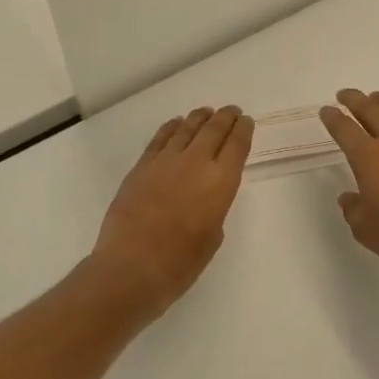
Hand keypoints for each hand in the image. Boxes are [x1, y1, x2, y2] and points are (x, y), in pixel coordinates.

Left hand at [91, 106, 254, 313]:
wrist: (132, 267)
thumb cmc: (181, 262)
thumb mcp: (212, 235)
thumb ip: (214, 207)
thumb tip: (204, 195)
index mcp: (221, 181)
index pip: (237, 145)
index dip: (243, 130)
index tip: (247, 121)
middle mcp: (196, 163)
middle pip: (214, 130)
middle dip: (225, 117)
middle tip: (231, 110)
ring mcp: (165, 161)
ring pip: (187, 128)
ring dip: (199, 118)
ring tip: (206, 112)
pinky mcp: (141, 167)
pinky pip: (160, 138)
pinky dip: (171, 128)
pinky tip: (176, 124)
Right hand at [321, 90, 378, 278]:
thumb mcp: (365, 230)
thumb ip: (353, 209)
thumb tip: (350, 197)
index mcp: (368, 157)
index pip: (344, 129)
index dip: (333, 118)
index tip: (326, 110)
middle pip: (370, 110)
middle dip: (355, 100)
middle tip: (346, 95)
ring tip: (377, 98)